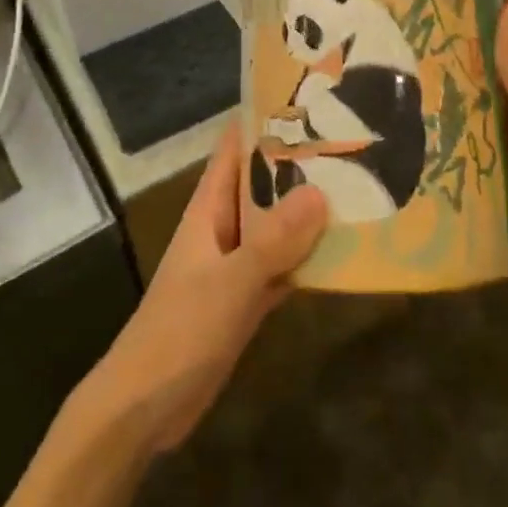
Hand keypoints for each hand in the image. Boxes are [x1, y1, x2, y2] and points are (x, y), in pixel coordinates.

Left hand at [80, 119, 327, 453]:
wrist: (146, 406)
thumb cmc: (179, 331)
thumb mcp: (228, 282)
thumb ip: (272, 240)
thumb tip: (321, 192)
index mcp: (209, 208)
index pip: (235, 148)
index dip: (265, 121)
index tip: (310, 100)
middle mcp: (224, 226)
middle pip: (264, 183)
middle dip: (300, 164)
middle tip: (353, 141)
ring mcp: (237, 263)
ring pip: (278, 225)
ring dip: (310, 210)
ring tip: (361, 185)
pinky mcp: (248, 298)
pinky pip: (285, 266)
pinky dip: (309, 257)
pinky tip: (346, 250)